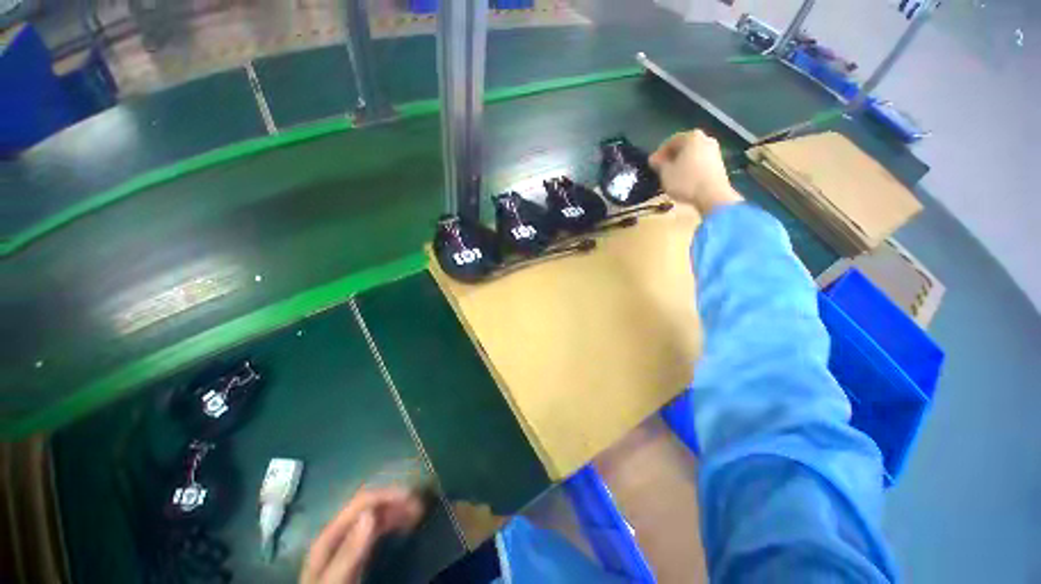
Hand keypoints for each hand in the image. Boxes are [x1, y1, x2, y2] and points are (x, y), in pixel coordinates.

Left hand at [301, 487, 424, 583]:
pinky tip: (405, 524)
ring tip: (418, 513)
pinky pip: (377, 528)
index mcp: (331, 533)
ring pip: (376, 515)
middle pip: (370, 506)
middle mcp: (340, 531)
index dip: (388, 494)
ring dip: (397, 510)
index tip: (412, 497)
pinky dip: (393, 522)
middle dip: (396, 500)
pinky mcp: (356, 551)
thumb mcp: (337, 578)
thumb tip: (370, 513)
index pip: (361, 502)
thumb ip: (349, 550)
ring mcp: (348, 541)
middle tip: (420, 505)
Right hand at [649, 129, 742, 215]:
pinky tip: (685, 181)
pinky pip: (700, 163)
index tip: (652, 165)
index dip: (659, 153)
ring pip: (692, 155)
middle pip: (683, 147)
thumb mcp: (665, 173)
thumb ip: (658, 163)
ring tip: (672, 177)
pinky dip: (691, 169)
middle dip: (671, 158)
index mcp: (691, 137)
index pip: (670, 141)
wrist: (713, 195)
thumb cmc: (686, 181)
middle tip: (661, 170)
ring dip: (681, 164)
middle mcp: (705, 139)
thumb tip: (654, 158)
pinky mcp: (719, 164)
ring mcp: (715, 151)